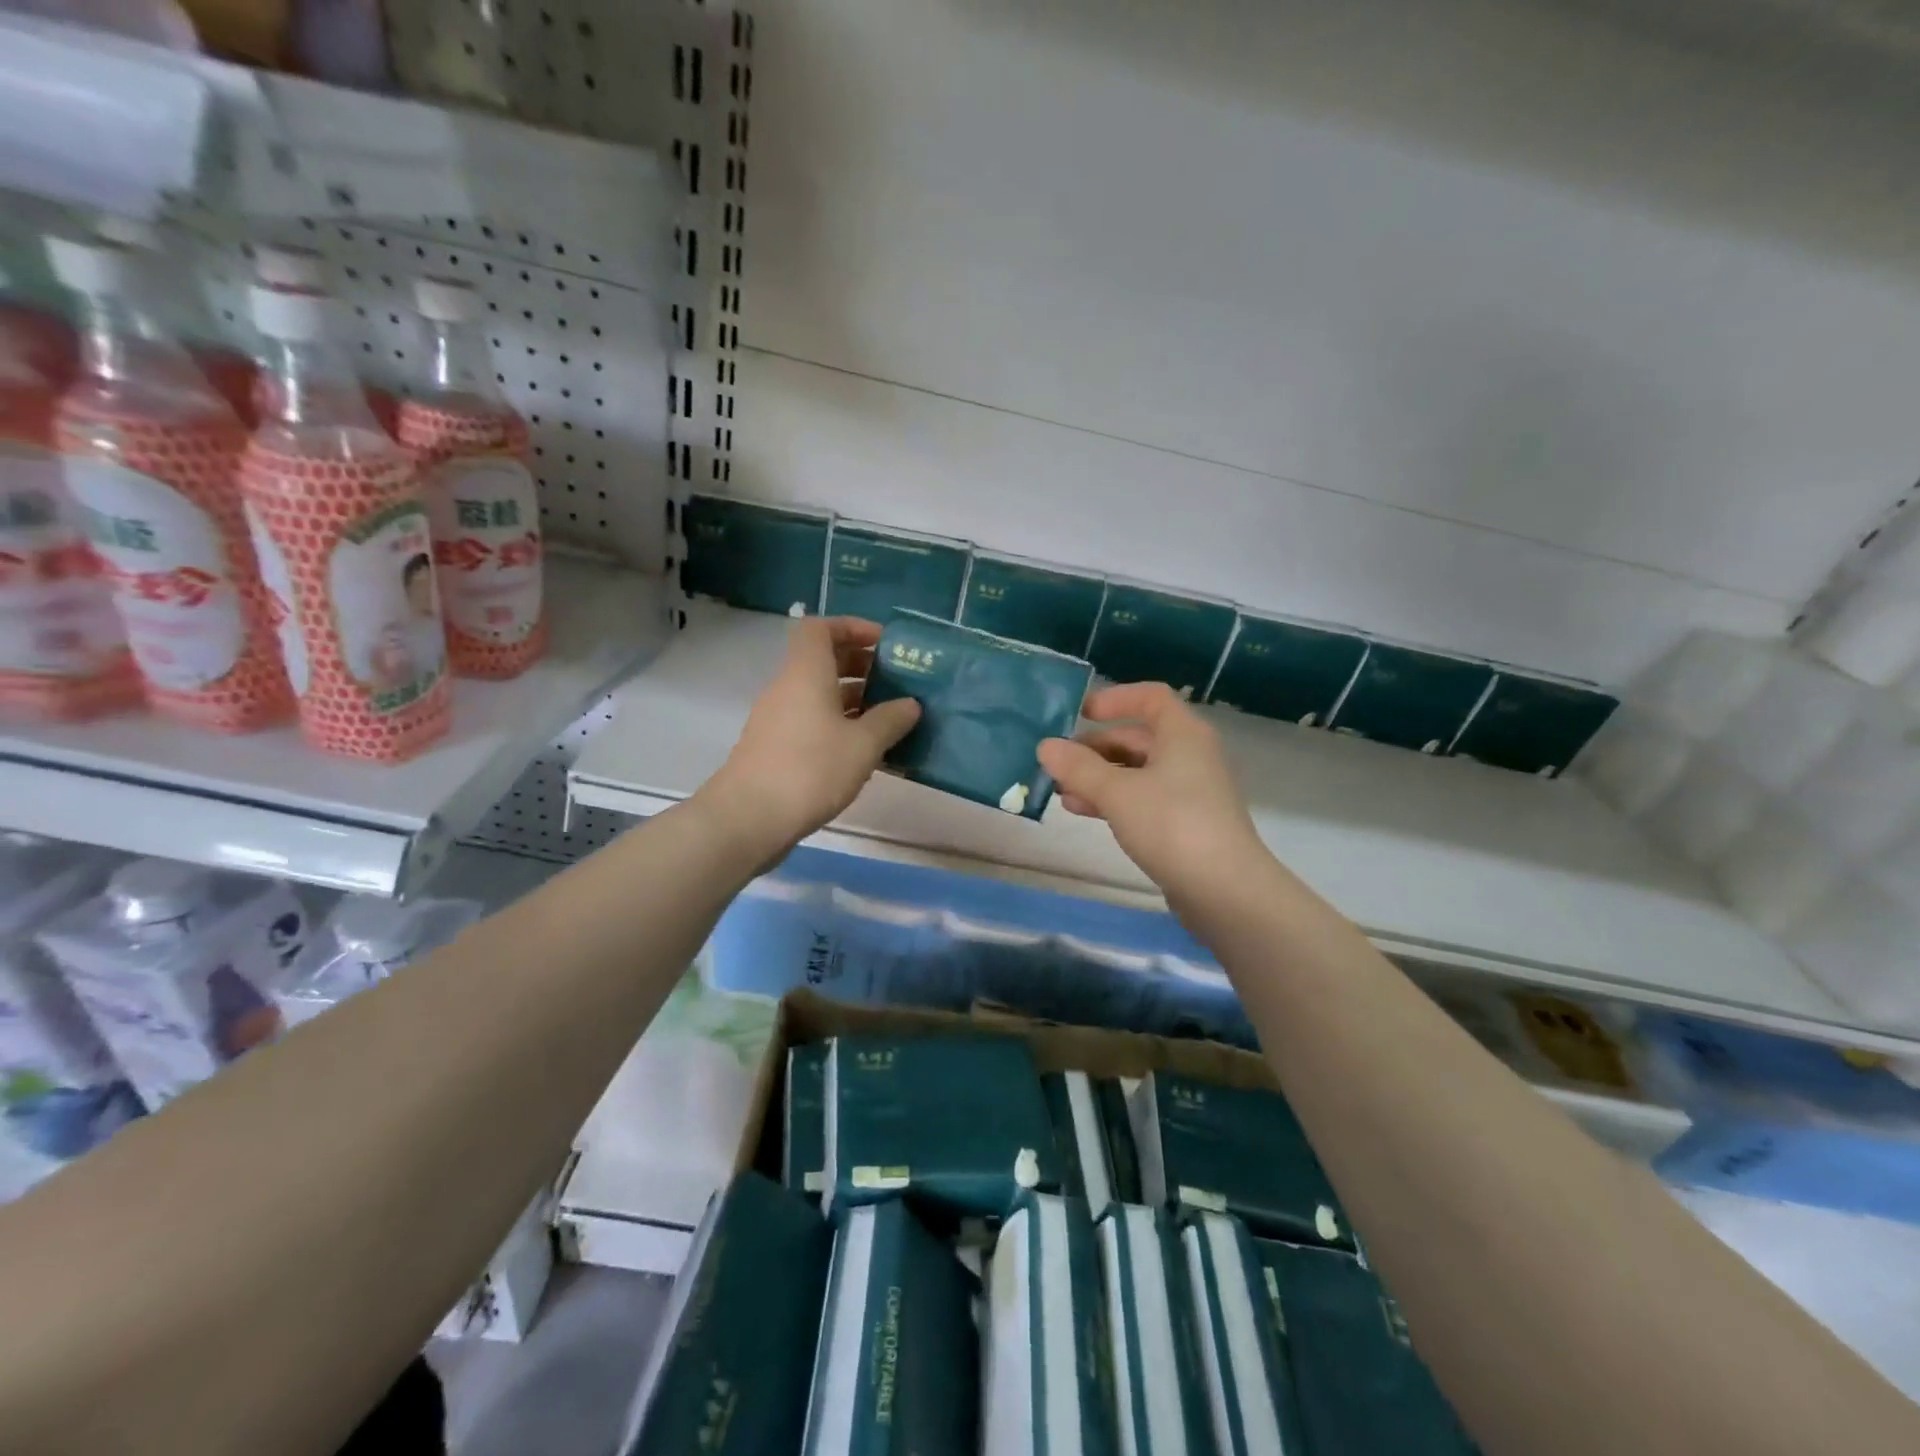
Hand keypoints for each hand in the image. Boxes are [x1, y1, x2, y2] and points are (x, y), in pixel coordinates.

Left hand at [701, 617, 920, 854]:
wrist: (749, 819)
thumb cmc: (810, 770)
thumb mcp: (863, 745)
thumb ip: (891, 720)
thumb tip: (911, 704)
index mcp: (806, 673)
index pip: (821, 628)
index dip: (852, 627)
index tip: (884, 644)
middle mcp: (788, 688)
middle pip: (823, 661)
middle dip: (862, 666)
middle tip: (897, 683)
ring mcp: (778, 720)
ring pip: (820, 696)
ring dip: (854, 701)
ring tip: (891, 720)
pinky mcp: (776, 748)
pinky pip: (813, 723)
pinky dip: (840, 727)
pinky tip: (866, 753)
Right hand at [1037, 683, 1266, 904]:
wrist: (1225, 890)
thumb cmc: (1172, 825)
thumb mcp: (1117, 793)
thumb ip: (1079, 768)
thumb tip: (1045, 746)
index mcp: (1182, 734)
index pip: (1150, 697)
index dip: (1115, 699)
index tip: (1080, 713)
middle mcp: (1189, 755)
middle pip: (1138, 737)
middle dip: (1096, 747)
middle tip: (1059, 762)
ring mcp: (1189, 791)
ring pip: (1137, 771)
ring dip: (1099, 776)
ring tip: (1061, 790)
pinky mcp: (1184, 823)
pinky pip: (1143, 798)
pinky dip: (1113, 799)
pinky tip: (1081, 810)